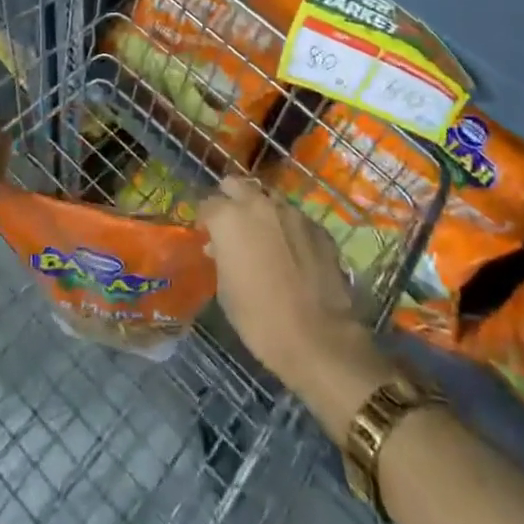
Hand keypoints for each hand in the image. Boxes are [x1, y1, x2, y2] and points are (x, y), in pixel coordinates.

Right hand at [201, 175, 395, 443]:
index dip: (205, 220)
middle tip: (231, 226)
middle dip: (230, 200)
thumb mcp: (226, 291)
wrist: (319, 338)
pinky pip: (294, 218)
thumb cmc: (260, 320)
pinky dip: (287, 228)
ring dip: (261, 211)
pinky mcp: (317, 226)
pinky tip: (291, 252)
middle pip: (237, 185)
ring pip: (268, 199)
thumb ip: (220, 258)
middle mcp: (259, 204)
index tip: (207, 234)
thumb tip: (218, 246)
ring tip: (263, 237)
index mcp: (229, 218)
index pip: (207, 204)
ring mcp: (292, 212)